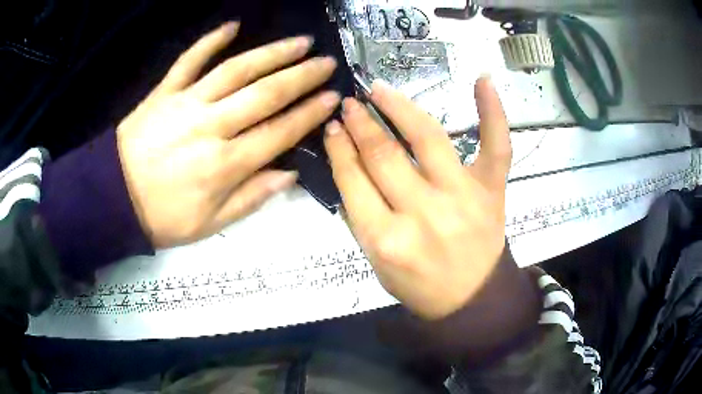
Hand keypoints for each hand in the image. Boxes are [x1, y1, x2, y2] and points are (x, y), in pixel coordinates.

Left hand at [117, 22, 339, 247]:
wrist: (114, 198)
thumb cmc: (163, 217)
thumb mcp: (210, 224)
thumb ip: (251, 198)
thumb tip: (289, 175)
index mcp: (225, 165)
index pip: (279, 132)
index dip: (310, 114)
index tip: (332, 98)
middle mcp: (212, 127)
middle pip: (265, 94)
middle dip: (302, 76)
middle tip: (326, 63)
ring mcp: (187, 104)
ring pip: (237, 70)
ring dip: (272, 53)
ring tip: (300, 42)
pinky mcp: (165, 92)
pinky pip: (189, 60)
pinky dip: (210, 40)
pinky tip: (233, 25)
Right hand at [324, 77, 510, 319]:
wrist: (472, 299)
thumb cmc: (420, 287)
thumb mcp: (377, 263)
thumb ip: (361, 217)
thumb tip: (349, 164)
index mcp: (387, 240)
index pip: (354, 181)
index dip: (339, 148)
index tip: (333, 128)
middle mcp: (424, 214)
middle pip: (384, 155)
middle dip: (361, 124)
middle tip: (350, 104)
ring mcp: (464, 197)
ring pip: (428, 137)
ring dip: (399, 108)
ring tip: (380, 90)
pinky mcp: (493, 191)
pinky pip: (496, 146)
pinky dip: (493, 111)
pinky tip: (482, 80)